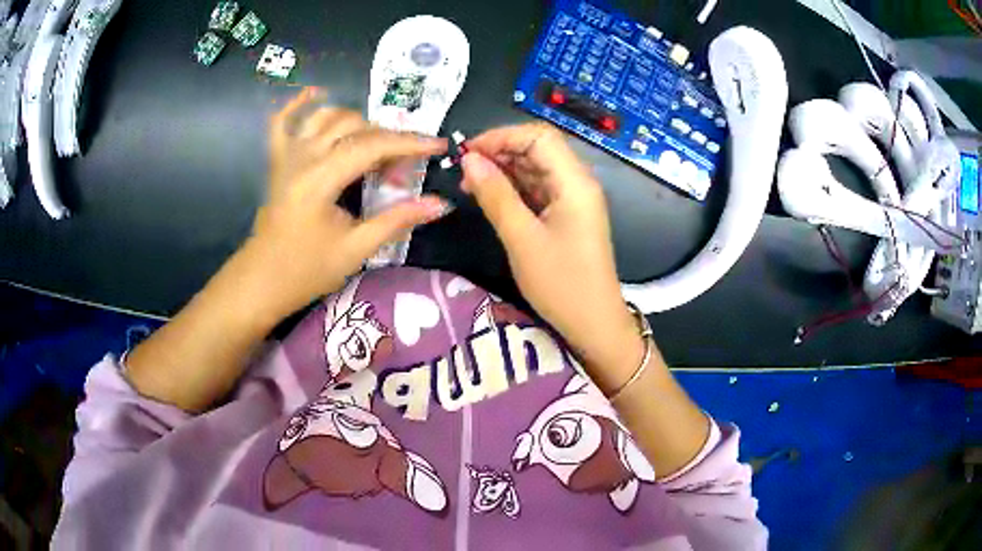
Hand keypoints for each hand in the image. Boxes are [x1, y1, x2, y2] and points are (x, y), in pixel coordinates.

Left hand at [245, 87, 449, 318]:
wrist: (262, 280)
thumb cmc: (306, 270)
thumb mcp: (356, 249)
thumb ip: (397, 220)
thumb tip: (439, 204)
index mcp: (320, 179)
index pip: (372, 146)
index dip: (410, 143)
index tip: (439, 145)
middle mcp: (303, 157)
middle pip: (353, 127)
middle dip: (387, 139)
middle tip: (402, 169)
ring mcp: (287, 155)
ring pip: (326, 117)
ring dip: (356, 122)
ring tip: (373, 144)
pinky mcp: (277, 161)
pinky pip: (282, 122)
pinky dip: (298, 104)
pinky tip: (316, 94)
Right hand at [461, 123, 644, 390]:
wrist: (594, 324)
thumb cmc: (562, 284)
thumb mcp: (522, 239)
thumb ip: (496, 196)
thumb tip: (469, 160)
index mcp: (575, 182)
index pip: (538, 137)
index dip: (501, 136)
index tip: (467, 152)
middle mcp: (577, 183)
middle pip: (537, 149)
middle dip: (499, 152)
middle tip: (463, 170)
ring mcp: (572, 199)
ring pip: (535, 168)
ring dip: (503, 170)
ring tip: (469, 183)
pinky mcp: (565, 215)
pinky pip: (537, 189)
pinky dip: (512, 189)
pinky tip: (488, 196)